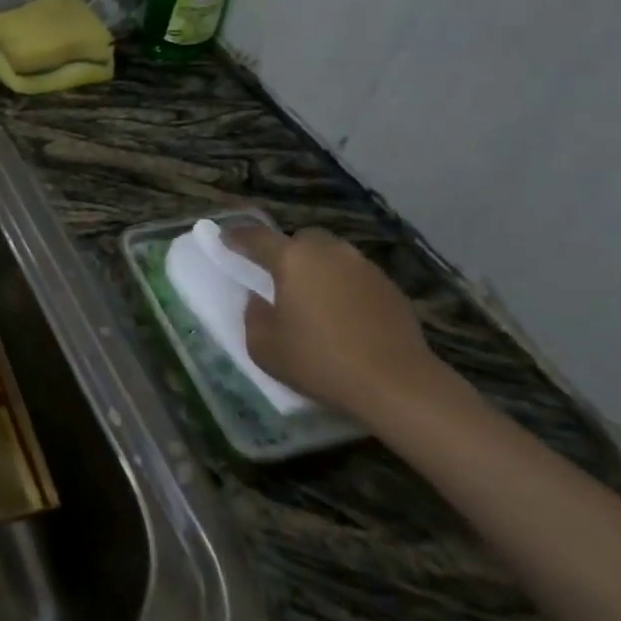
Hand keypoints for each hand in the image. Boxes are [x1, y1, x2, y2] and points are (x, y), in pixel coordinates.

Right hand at [224, 222, 454, 423]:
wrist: (396, 383)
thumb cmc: (319, 360)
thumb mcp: (264, 346)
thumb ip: (253, 316)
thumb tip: (259, 300)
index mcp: (292, 259)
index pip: (256, 238)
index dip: (236, 237)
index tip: (224, 238)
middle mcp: (329, 252)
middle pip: (301, 239)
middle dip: (286, 250)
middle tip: (277, 275)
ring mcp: (364, 267)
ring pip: (332, 255)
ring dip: (318, 268)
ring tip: (312, 297)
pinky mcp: (390, 288)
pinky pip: (356, 277)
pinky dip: (344, 287)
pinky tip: (343, 315)